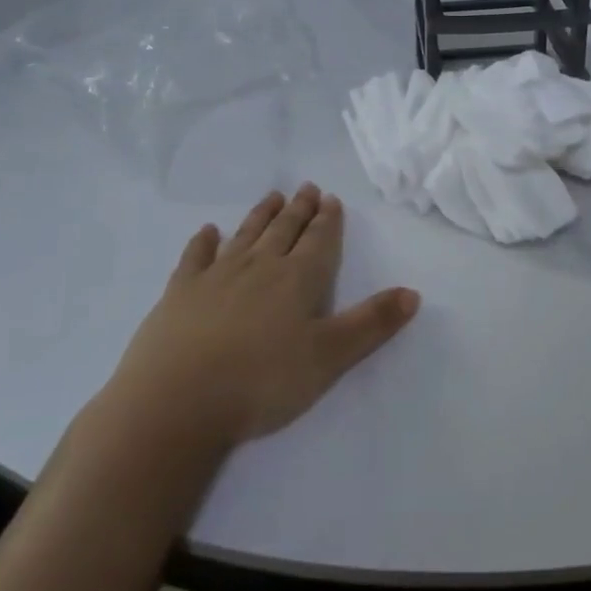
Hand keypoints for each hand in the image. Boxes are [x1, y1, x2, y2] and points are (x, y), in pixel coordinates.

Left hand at [108, 184, 420, 448]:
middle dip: (299, 210)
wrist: (177, 401)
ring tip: (273, 197)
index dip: (328, 220)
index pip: (319, 241)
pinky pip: (195, 257)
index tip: (331, 199)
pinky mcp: (180, 293)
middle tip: (307, 188)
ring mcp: (216, 276)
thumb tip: (413, 292)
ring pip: (245, 235)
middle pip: (284, 230)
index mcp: (297, 279)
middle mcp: (259, 267)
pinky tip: (209, 231)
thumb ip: (372, 323)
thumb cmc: (262, 381)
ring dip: (261, 216)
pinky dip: (203, 241)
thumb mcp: (330, 357)